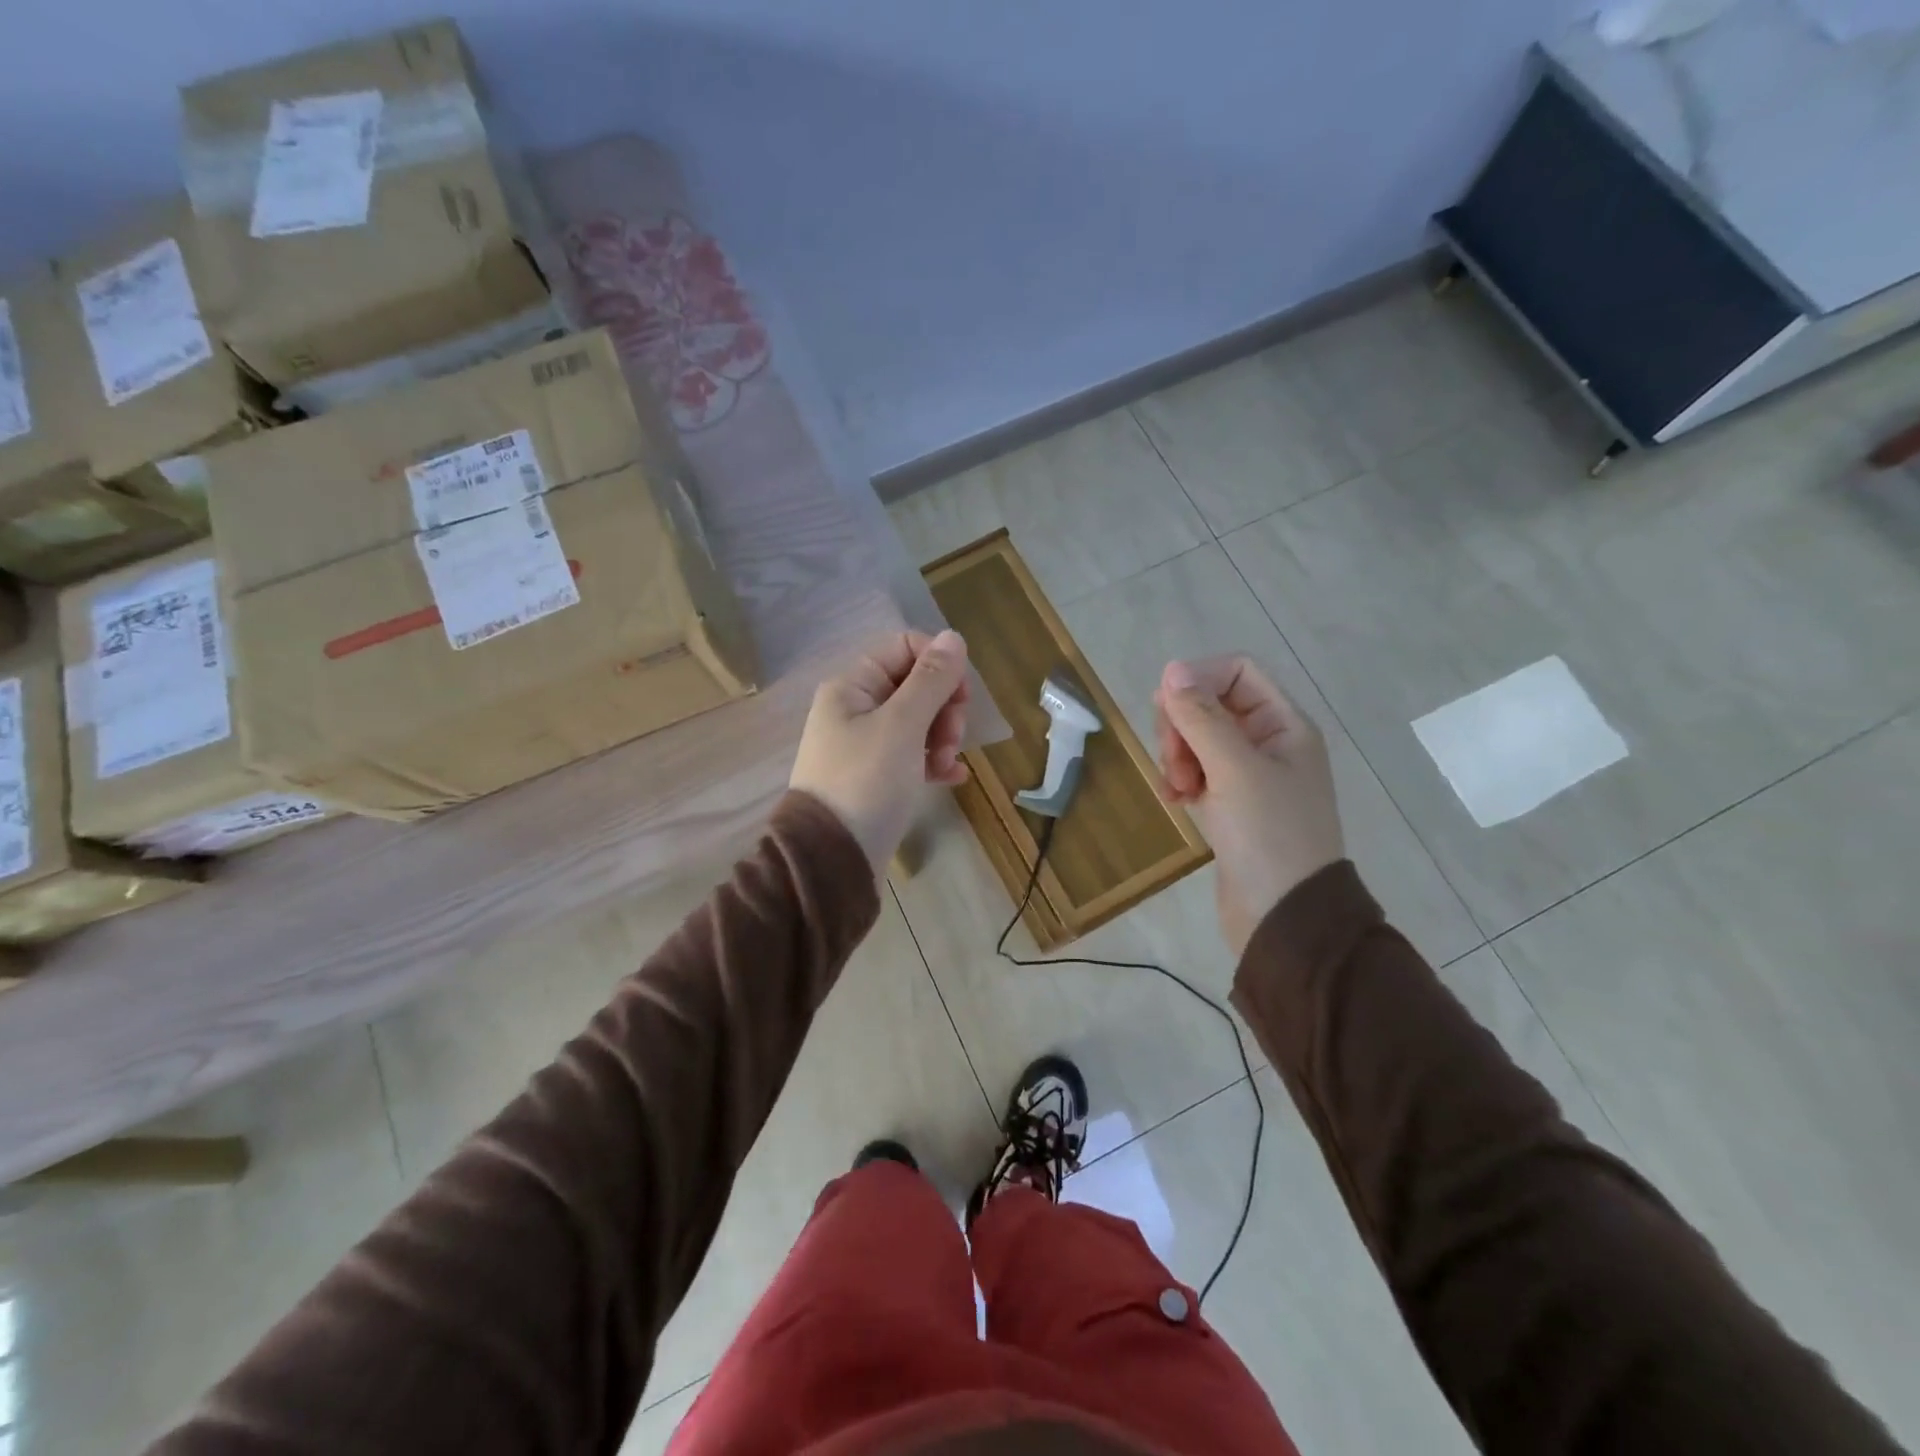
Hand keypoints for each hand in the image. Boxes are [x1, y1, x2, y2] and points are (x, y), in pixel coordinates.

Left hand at [790, 630, 970, 868]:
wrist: (831, 860)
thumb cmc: (866, 783)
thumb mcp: (902, 726)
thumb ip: (930, 680)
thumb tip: (953, 636)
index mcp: (853, 686)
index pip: (905, 648)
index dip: (939, 665)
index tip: (960, 697)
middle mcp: (855, 709)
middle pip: (915, 685)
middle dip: (943, 708)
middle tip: (950, 739)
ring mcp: (865, 745)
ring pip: (918, 722)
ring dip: (942, 738)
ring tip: (946, 766)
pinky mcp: (875, 777)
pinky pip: (913, 755)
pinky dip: (933, 761)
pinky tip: (952, 778)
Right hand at [1154, 655, 1343, 955]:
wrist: (1284, 917)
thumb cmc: (1269, 835)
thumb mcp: (1234, 769)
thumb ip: (1201, 717)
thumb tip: (1172, 669)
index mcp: (1284, 725)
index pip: (1236, 673)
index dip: (1198, 680)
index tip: (1165, 708)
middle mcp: (1268, 743)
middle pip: (1211, 705)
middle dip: (1182, 726)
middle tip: (1173, 760)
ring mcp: (1248, 776)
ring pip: (1198, 740)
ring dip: (1177, 756)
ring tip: (1177, 789)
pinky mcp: (1231, 805)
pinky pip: (1196, 772)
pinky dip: (1180, 780)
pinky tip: (1175, 801)